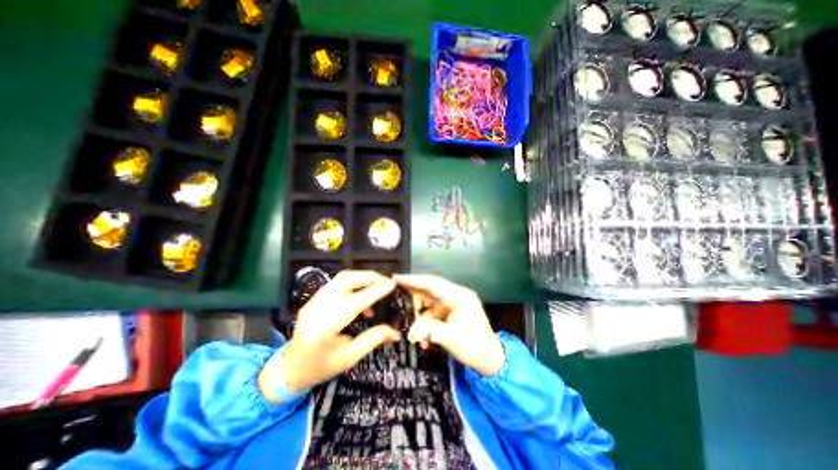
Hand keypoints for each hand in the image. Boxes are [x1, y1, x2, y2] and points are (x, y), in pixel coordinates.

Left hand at [260, 269, 402, 397]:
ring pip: (341, 278)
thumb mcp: (349, 358)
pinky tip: (361, 295)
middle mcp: (316, 308)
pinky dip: (353, 283)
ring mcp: (313, 301)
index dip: (375, 291)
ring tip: (377, 285)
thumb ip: (372, 340)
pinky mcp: (313, 298)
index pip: (354, 302)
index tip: (391, 284)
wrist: (289, 369)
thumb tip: (395, 332)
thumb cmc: (319, 367)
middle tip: (385, 281)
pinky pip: (336, 283)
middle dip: (368, 277)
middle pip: (345, 280)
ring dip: (361, 277)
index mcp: (325, 328)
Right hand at [395, 274, 503, 376]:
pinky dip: (424, 324)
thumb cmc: (475, 347)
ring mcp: (452, 305)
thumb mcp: (451, 338)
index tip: (396, 278)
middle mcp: (455, 296)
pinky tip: (423, 339)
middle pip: (428, 291)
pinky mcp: (449, 314)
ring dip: (418, 317)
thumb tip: (410, 330)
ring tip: (411, 329)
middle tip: (395, 302)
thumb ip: (429, 330)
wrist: (489, 360)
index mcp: (459, 296)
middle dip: (412, 299)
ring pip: (428, 304)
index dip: (414, 280)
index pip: (433, 283)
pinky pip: (431, 314)